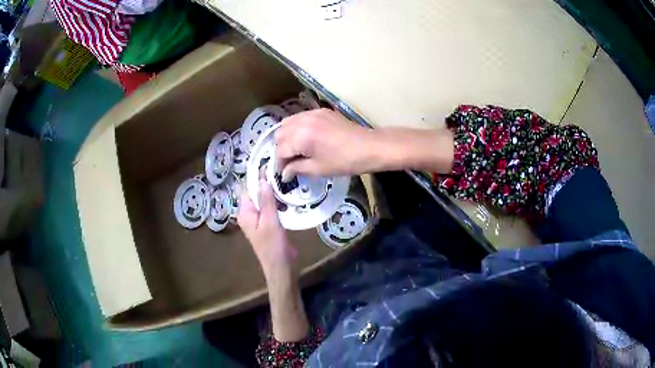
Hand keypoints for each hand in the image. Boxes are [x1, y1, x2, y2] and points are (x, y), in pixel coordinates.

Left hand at [238, 181, 309, 341]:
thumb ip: (266, 200)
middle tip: (281, 170)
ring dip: (272, 191)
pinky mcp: (268, 224)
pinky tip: (286, 195)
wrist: (281, 267)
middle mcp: (249, 214)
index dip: (256, 176)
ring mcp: (259, 219)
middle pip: (255, 192)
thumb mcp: (270, 221)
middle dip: (265, 182)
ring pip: (264, 199)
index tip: (269, 163)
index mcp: (245, 213)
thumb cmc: (273, 246)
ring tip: (285, 179)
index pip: (247, 188)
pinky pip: (270, 207)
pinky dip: (276, 201)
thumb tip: (262, 179)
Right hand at [275, 109, 378, 179]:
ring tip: (295, 150)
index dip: (279, 164)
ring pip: (287, 123)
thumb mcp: (318, 169)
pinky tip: (305, 138)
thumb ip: (296, 169)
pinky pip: (300, 117)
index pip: (280, 150)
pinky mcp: (320, 111)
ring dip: (287, 137)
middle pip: (280, 134)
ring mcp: (312, 113)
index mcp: (301, 136)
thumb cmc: (344, 161)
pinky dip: (297, 127)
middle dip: (281, 149)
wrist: (369, 147)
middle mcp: (302, 120)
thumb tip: (284, 173)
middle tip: (289, 162)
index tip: (284, 174)